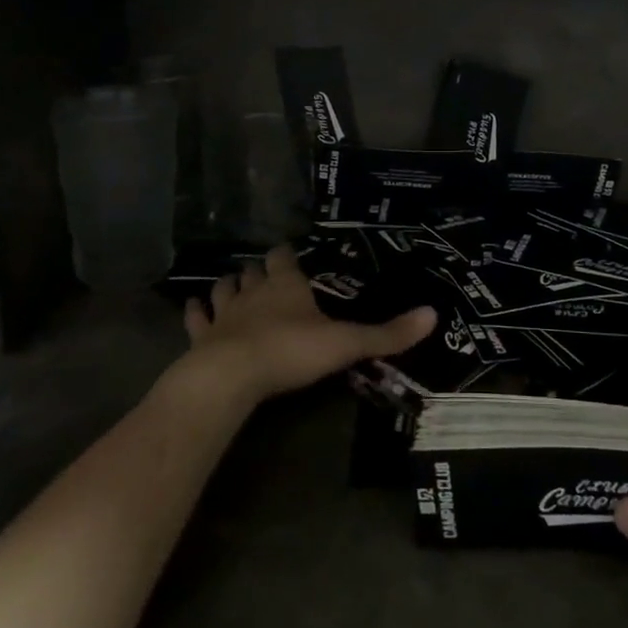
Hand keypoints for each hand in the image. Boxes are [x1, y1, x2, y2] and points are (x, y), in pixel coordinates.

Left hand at [182, 245, 436, 402]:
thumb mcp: (347, 343)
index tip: (289, 251)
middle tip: (264, 273)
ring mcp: (224, 314)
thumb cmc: (292, 351)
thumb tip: (434, 315)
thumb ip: (387, 334)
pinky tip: (193, 307)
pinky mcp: (201, 337)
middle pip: (253, 271)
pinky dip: (195, 312)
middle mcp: (253, 292)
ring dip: (228, 285)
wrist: (233, 376)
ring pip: (223, 289)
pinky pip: (196, 319)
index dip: (286, 254)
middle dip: (258, 270)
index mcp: (286, 286)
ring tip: (231, 284)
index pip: (284, 258)